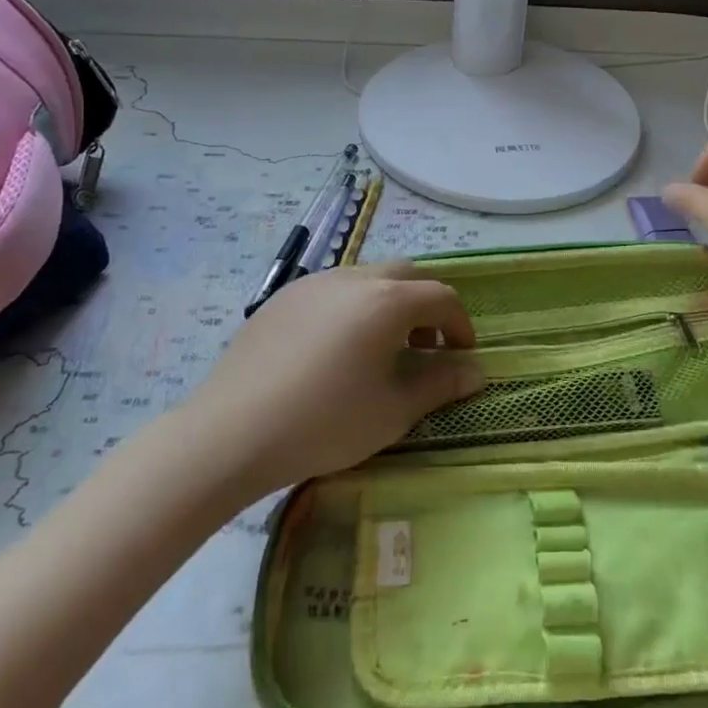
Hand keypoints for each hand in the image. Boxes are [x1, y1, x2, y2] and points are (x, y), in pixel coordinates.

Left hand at [187, 262, 482, 496]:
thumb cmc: (325, 423)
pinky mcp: (281, 299)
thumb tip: (476, 371)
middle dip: (425, 305)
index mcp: (386, 301)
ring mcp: (312, 284)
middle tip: (425, 346)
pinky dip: (352, 308)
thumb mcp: (393, 411)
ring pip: (366, 278)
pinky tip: (334, 351)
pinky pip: (332, 290)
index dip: (460, 324)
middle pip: (405, 275)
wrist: (231, 433)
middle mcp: (352, 279)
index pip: (440, 296)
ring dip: (388, 304)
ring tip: (379, 349)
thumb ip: (439, 384)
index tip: (462, 355)